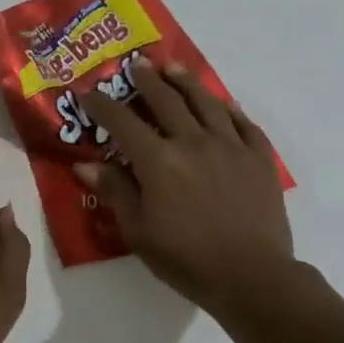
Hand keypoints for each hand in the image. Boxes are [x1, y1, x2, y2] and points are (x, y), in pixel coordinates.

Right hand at [75, 59, 293, 315]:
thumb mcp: (138, 231)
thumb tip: (85, 163)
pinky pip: (243, 122)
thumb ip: (115, 191)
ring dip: (185, 81)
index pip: (122, 121)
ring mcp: (230, 146)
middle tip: (135, 65)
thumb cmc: (186, 259)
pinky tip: (221, 102)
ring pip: (205, 102)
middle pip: (166, 100)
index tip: (87, 91)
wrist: (253, 278)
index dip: (101, 103)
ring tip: (173, 68)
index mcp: (159, 161)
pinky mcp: (259, 157)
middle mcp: (193, 142)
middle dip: (146, 80)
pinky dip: (228, 108)